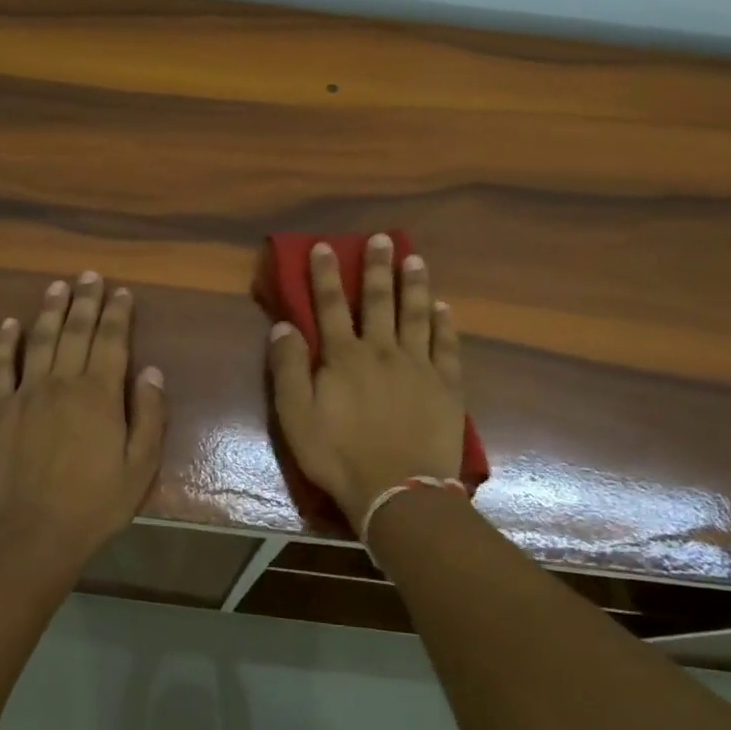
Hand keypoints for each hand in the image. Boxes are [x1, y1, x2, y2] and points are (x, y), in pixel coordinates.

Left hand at [0, 272, 166, 568]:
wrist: (32, 535)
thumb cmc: (95, 504)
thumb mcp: (140, 466)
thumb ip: (149, 415)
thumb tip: (151, 371)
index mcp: (100, 394)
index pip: (112, 341)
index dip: (117, 313)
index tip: (121, 292)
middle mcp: (63, 383)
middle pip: (75, 331)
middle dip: (85, 300)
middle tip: (89, 275)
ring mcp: (26, 394)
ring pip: (39, 340)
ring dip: (49, 310)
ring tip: (57, 286)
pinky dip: (4, 343)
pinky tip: (9, 323)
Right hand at [268, 237, 465, 535]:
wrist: (398, 491)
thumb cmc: (339, 456)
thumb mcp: (296, 417)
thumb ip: (288, 369)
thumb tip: (283, 326)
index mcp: (344, 357)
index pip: (330, 305)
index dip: (325, 274)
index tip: (325, 245)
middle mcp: (382, 350)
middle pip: (378, 300)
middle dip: (377, 267)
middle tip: (382, 239)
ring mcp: (418, 365)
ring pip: (416, 314)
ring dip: (414, 285)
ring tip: (415, 259)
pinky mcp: (446, 385)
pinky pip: (447, 345)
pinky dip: (445, 323)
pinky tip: (444, 307)